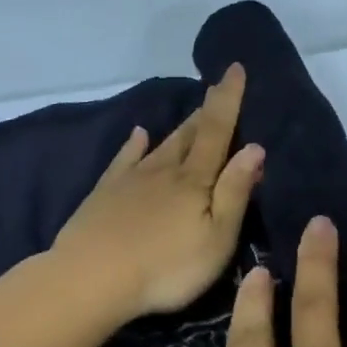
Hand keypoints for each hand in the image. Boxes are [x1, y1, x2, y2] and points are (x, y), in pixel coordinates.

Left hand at [53, 63, 264, 320]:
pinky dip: (133, 144)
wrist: (92, 278)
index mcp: (194, 180)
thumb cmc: (166, 266)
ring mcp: (131, 179)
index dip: (228, 99)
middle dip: (206, 111)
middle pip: (189, 134)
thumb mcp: (216, 237)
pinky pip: (124, 159)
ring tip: (192, 111)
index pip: (217, 131)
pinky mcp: (105, 193)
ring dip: (179, 127)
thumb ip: (235, 192)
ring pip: (161, 145)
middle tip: (217, 88)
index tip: (235, 67)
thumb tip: (255, 147)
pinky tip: (137, 134)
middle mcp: (163, 170)